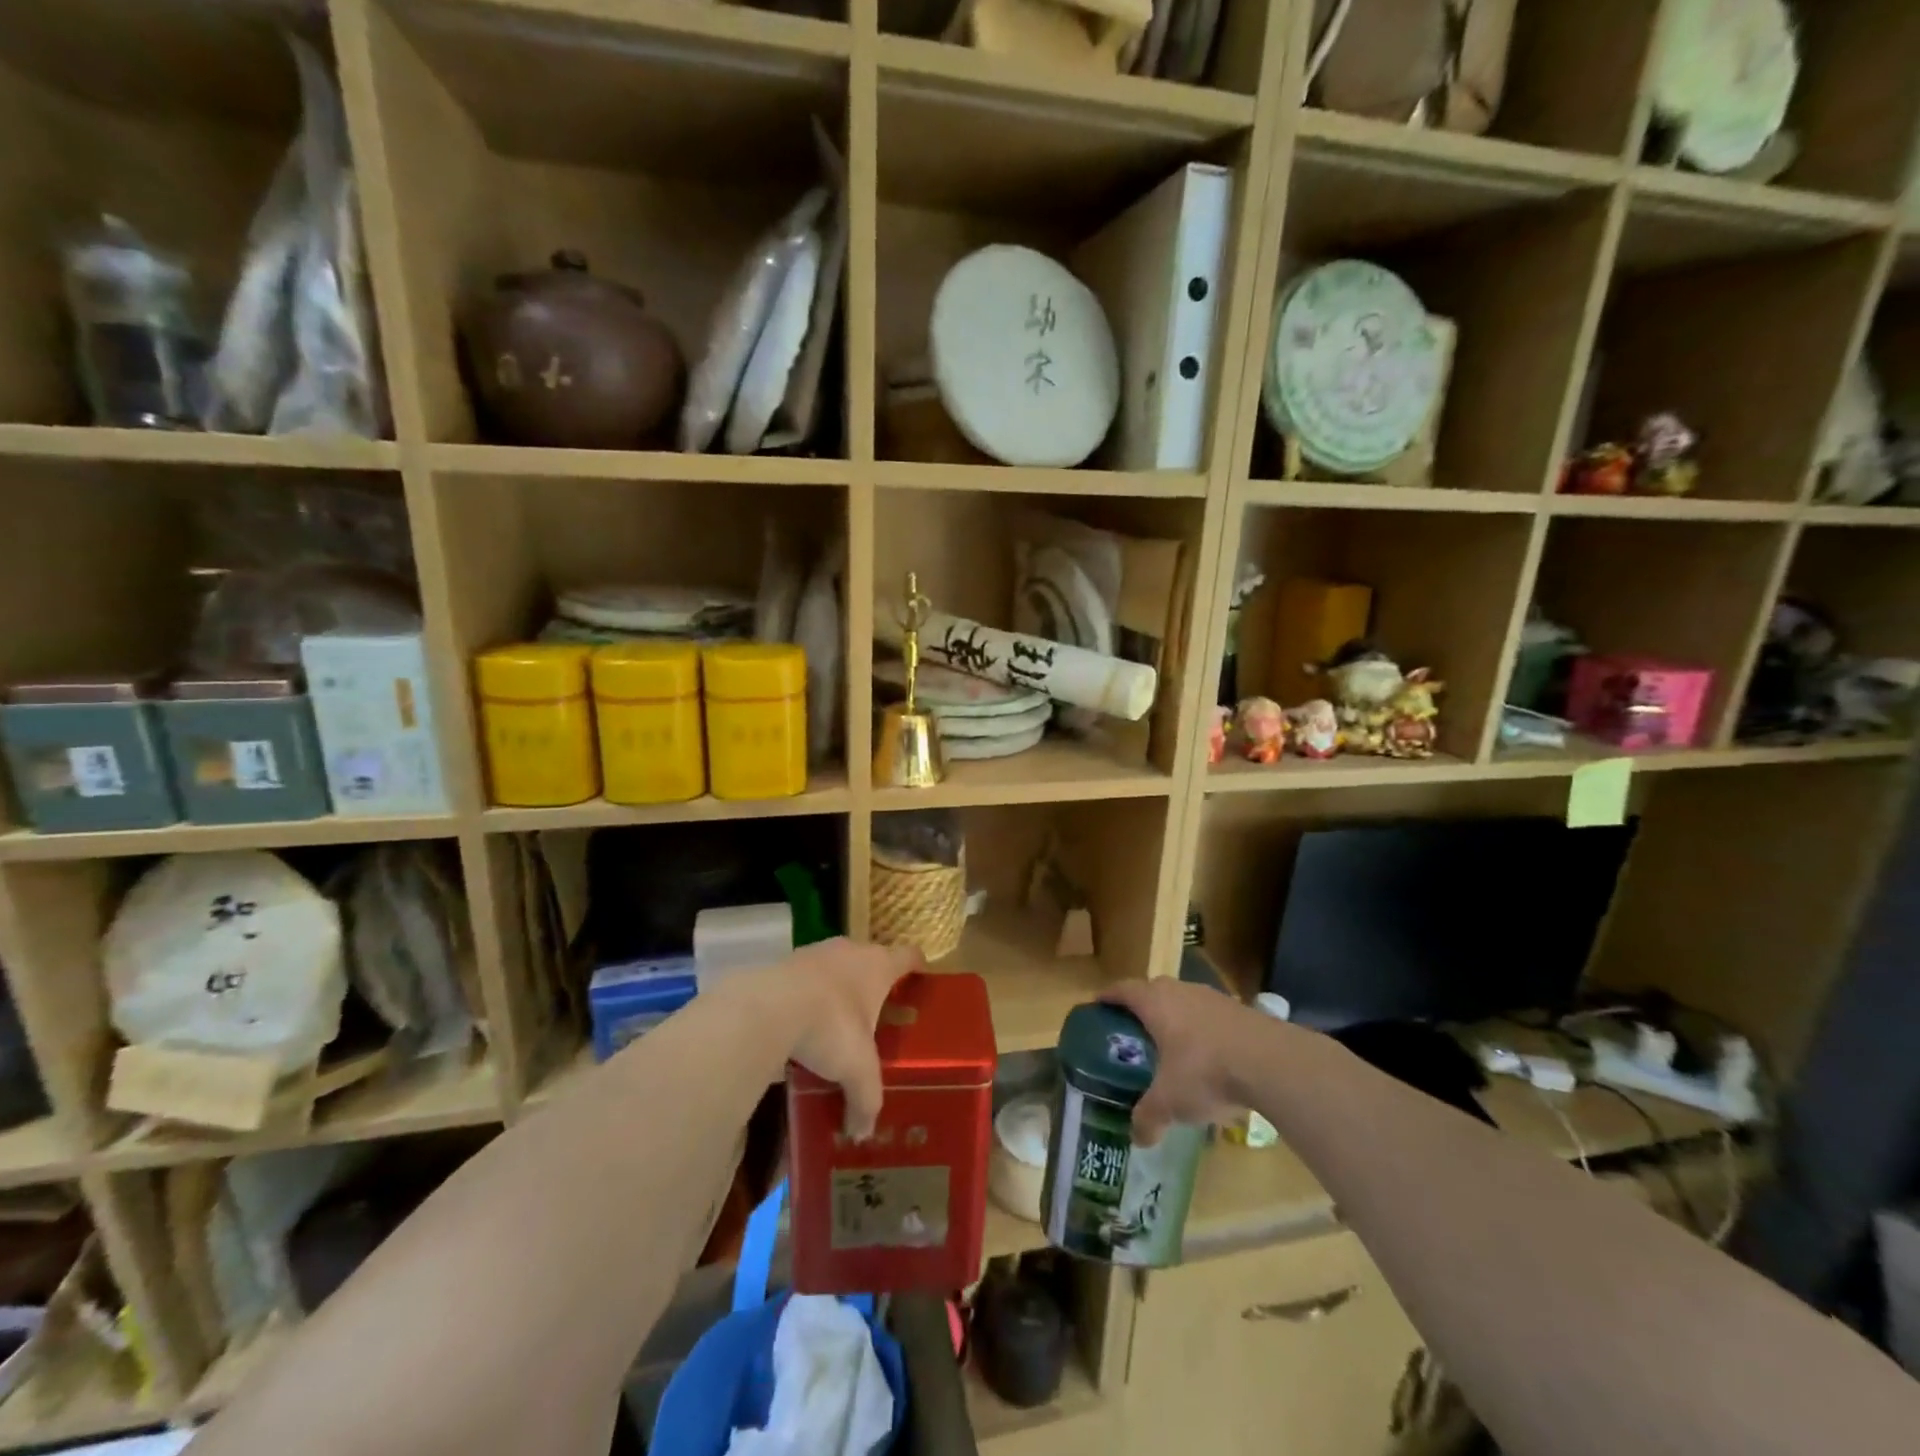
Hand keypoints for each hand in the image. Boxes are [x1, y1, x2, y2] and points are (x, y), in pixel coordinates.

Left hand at [750, 938, 923, 1138]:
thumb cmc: (831, 1025)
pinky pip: (805, 980)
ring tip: (835, 1025)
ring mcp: (816, 953)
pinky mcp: (785, 963)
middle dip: (873, 986)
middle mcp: (851, 951)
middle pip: (871, 961)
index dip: (917, 967)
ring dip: (837, 991)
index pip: (909, 956)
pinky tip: (801, 1026)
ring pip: (836, 968)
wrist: (769, 1006)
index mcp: (879, 966)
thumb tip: (862, 1132)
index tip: (920, 980)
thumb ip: (866, 1099)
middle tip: (876, 1018)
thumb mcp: (857, 1069)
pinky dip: (807, 998)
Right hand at [1100, 979, 1282, 1145]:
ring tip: (1170, 1043)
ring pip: (1183, 1000)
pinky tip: (1208, 1055)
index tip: (1098, 1006)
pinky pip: (1208, 1014)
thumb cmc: (1206, 1072)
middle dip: (1141, 1007)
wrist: (1271, 1062)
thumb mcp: (1171, 1102)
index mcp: (1154, 1002)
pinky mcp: (1239, 1009)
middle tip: (1132, 1030)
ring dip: (1174, 1016)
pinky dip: (1201, 1028)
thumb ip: (1149, 1117)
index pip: (1122, 990)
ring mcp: (1212, 996)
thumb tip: (1137, 1138)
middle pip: (1152, 990)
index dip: (1108, 997)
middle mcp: (1179, 991)